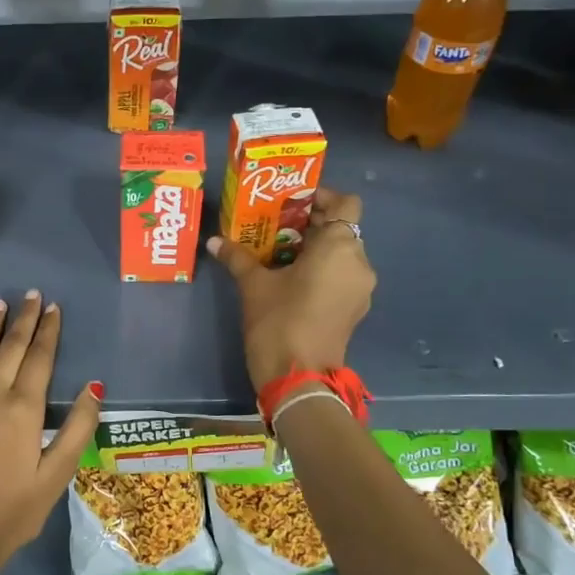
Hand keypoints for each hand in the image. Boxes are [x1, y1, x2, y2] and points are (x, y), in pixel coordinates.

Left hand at [0, 292, 101, 568]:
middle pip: (11, 347)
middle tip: (31, 295)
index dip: (49, 330)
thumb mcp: (58, 474)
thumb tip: (94, 386)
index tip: (54, 307)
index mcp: (25, 409)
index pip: (40, 357)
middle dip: (24, 319)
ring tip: (1, 304)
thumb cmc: (15, 509)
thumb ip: (78, 428)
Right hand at [208, 187, 374, 391]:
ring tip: (281, 252)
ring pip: (343, 254)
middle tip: (277, 225)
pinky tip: (292, 279)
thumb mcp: (254, 285)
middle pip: (343, 228)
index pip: (345, 203)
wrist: (299, 377)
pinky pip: (342, 276)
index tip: (292, 202)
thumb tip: (214, 241)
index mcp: (339, 247)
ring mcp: (360, 288)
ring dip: (317, 248)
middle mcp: (358, 262)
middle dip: (312, 223)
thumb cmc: (279, 321)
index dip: (322, 197)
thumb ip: (237, 257)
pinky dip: (323, 270)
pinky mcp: (355, 309)